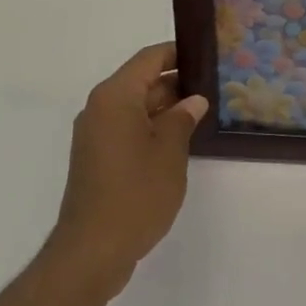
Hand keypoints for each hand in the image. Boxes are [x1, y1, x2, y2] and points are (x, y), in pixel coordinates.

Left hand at [51, 42, 207, 299]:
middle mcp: (100, 108)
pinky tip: (179, 140)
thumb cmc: (135, 193)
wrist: (91, 252)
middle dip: (176, 82)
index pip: (150, 58)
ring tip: (202, 112)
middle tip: (213, 86)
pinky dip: (151, 127)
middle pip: (141, 81)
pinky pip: (127, 128)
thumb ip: (182, 118)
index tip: (207, 55)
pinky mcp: (96, 158)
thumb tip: (193, 100)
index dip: (178, 53)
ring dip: (165, 107)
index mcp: (115, 96)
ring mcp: (95, 134)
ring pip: (135, 106)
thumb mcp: (169, 152)